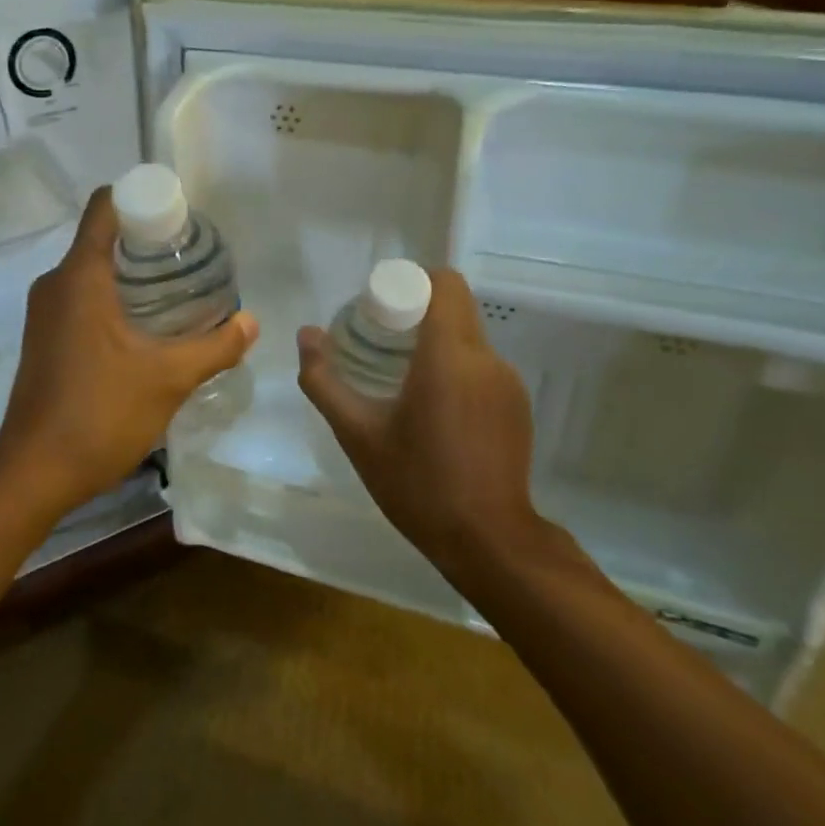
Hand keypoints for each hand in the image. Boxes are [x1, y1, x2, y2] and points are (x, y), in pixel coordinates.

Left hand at [0, 187, 258, 516]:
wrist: (35, 472)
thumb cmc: (100, 414)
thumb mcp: (168, 378)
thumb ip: (215, 346)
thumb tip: (251, 322)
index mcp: (79, 276)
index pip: (105, 207)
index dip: (143, 200)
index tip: (180, 217)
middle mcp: (54, 284)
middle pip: (102, 238)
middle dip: (147, 242)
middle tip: (191, 259)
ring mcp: (44, 313)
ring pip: (92, 272)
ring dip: (131, 275)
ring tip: (177, 292)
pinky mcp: (43, 339)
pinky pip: (81, 299)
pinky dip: (112, 299)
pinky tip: (145, 328)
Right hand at [296, 268, 538, 577]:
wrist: (487, 541)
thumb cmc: (417, 482)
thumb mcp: (357, 433)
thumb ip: (324, 380)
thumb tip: (306, 334)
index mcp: (449, 355)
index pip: (444, 283)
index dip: (411, 283)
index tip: (380, 308)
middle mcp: (486, 359)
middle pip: (454, 308)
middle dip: (416, 312)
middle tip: (379, 342)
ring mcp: (508, 383)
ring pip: (468, 337)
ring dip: (435, 343)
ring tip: (402, 378)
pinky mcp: (518, 406)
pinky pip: (481, 366)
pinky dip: (454, 368)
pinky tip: (433, 409)